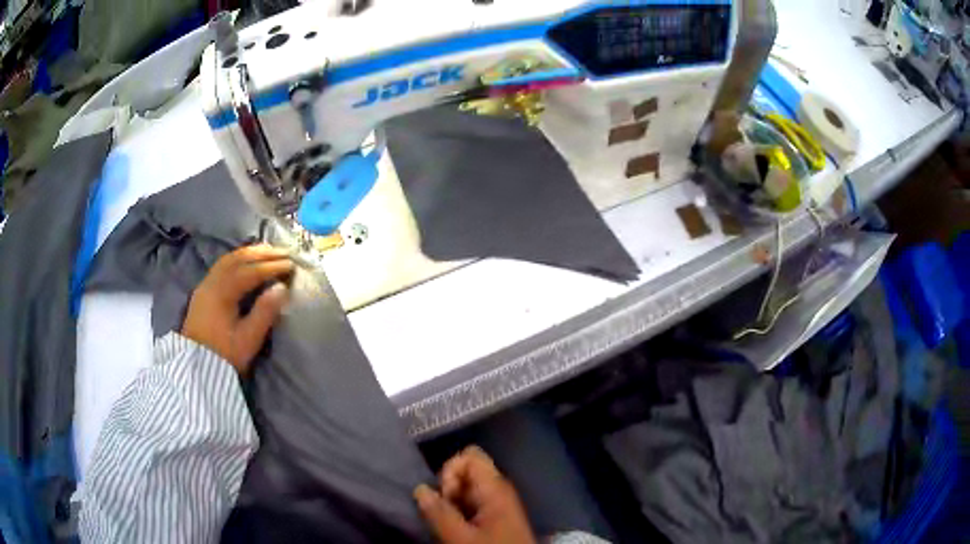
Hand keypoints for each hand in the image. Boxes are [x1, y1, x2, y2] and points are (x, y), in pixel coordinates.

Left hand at [182, 244, 293, 373]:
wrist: (197, 370)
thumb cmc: (225, 355)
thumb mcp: (248, 339)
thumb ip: (265, 312)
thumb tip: (282, 289)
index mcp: (222, 293)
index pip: (250, 271)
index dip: (272, 266)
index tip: (291, 264)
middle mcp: (211, 282)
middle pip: (237, 259)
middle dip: (262, 253)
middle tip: (284, 252)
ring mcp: (205, 285)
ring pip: (228, 259)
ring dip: (249, 253)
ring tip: (268, 251)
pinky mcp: (203, 292)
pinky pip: (222, 266)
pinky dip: (238, 258)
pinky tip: (247, 261)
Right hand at [415, 446, 534, 543]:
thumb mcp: (461, 538)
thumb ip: (439, 512)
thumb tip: (420, 488)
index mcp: (496, 487)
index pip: (470, 456)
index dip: (450, 471)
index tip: (446, 497)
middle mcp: (498, 489)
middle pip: (466, 473)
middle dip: (447, 490)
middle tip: (446, 514)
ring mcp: (498, 504)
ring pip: (466, 490)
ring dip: (451, 504)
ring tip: (449, 525)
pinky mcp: (496, 517)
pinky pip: (471, 504)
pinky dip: (459, 512)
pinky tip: (456, 529)